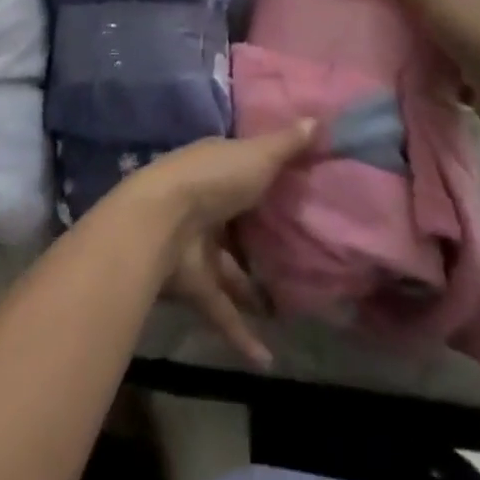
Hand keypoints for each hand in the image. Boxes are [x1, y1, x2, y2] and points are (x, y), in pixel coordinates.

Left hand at [121, 122, 316, 366]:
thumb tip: (319, 119)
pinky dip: (241, 334)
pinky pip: (221, 310)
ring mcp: (197, 245)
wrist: (160, 221)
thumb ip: (287, 144)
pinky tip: (266, 361)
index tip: (297, 195)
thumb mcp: (256, 155)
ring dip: (251, 289)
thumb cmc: (213, 179)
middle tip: (299, 258)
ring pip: (229, 269)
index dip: (267, 181)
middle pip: (237, 222)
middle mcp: (205, 203)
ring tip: (288, 310)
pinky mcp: (194, 284)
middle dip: (260, 239)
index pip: (244, 171)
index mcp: (217, 167)